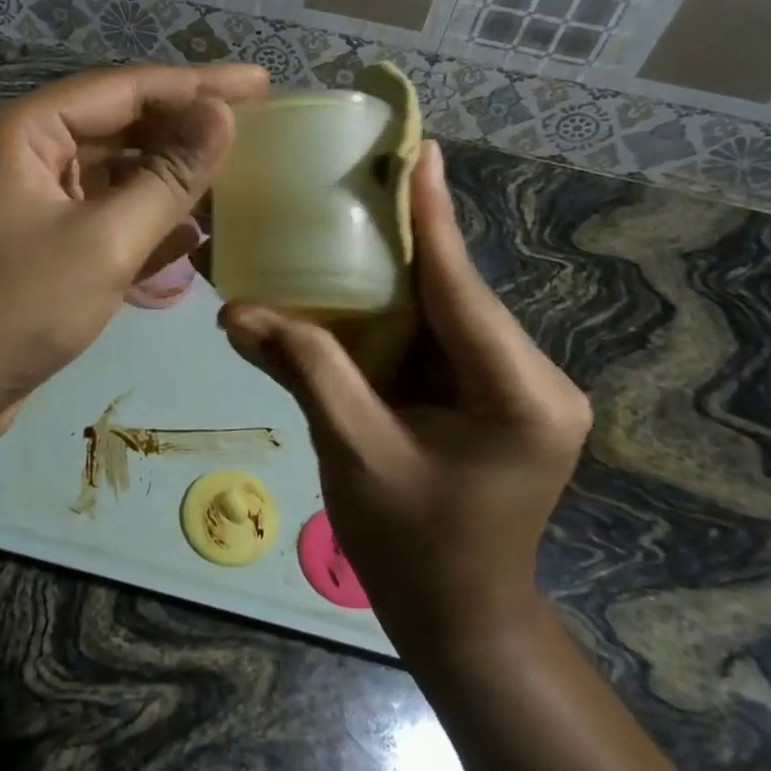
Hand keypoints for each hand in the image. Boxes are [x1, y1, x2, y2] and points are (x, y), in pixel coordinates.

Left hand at [0, 62, 267, 454]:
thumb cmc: (11, 310)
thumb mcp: (102, 241)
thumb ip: (167, 177)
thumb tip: (221, 115)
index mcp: (27, 131)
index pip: (127, 88)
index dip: (198, 84)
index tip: (261, 83)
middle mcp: (25, 155)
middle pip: (120, 128)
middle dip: (184, 133)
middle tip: (257, 132)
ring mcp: (28, 202)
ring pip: (113, 177)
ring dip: (167, 184)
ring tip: (234, 183)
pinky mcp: (36, 247)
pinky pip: (100, 220)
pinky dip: (142, 226)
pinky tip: (190, 240)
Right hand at [219, 141, 590, 660]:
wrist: (462, 620)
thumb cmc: (413, 549)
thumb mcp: (354, 452)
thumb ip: (304, 370)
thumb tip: (234, 311)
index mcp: (519, 396)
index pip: (464, 290)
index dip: (434, 218)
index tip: (419, 150)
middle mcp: (536, 380)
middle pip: (459, 294)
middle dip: (410, 238)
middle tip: (365, 175)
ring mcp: (523, 387)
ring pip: (451, 311)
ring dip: (403, 272)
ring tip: (356, 213)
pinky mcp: (501, 394)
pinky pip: (445, 336)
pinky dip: (403, 311)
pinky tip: (363, 280)